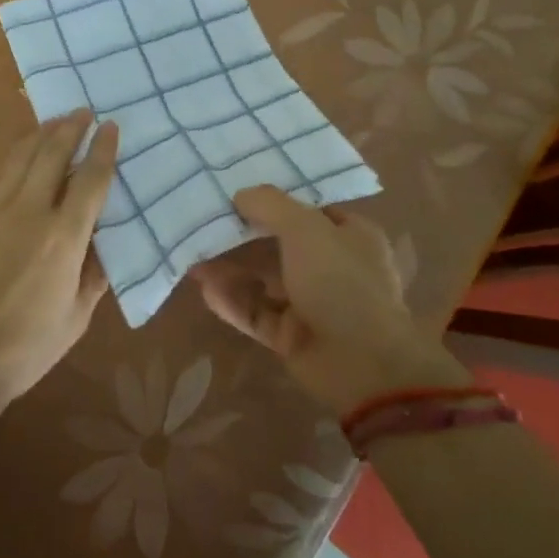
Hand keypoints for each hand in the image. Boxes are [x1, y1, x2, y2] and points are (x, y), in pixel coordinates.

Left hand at [0, 111, 117, 437]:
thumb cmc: (25, 346)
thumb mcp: (76, 318)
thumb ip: (93, 275)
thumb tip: (103, 244)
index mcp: (64, 237)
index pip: (90, 179)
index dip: (102, 149)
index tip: (110, 127)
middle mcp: (30, 211)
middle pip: (52, 154)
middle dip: (70, 128)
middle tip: (82, 111)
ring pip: (20, 157)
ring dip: (40, 134)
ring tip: (53, 121)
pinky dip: (11, 159)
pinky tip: (16, 155)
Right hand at [191, 185, 463, 414]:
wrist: (363, 365)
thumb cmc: (340, 281)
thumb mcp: (305, 228)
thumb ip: (270, 205)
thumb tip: (241, 194)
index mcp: (350, 236)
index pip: (310, 210)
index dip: (277, 201)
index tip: (239, 192)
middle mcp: (333, 267)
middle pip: (281, 245)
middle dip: (244, 236)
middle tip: (206, 224)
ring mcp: (313, 305)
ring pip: (265, 281)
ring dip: (232, 270)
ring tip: (195, 258)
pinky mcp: (293, 337)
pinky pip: (258, 313)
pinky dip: (234, 302)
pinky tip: (205, 290)